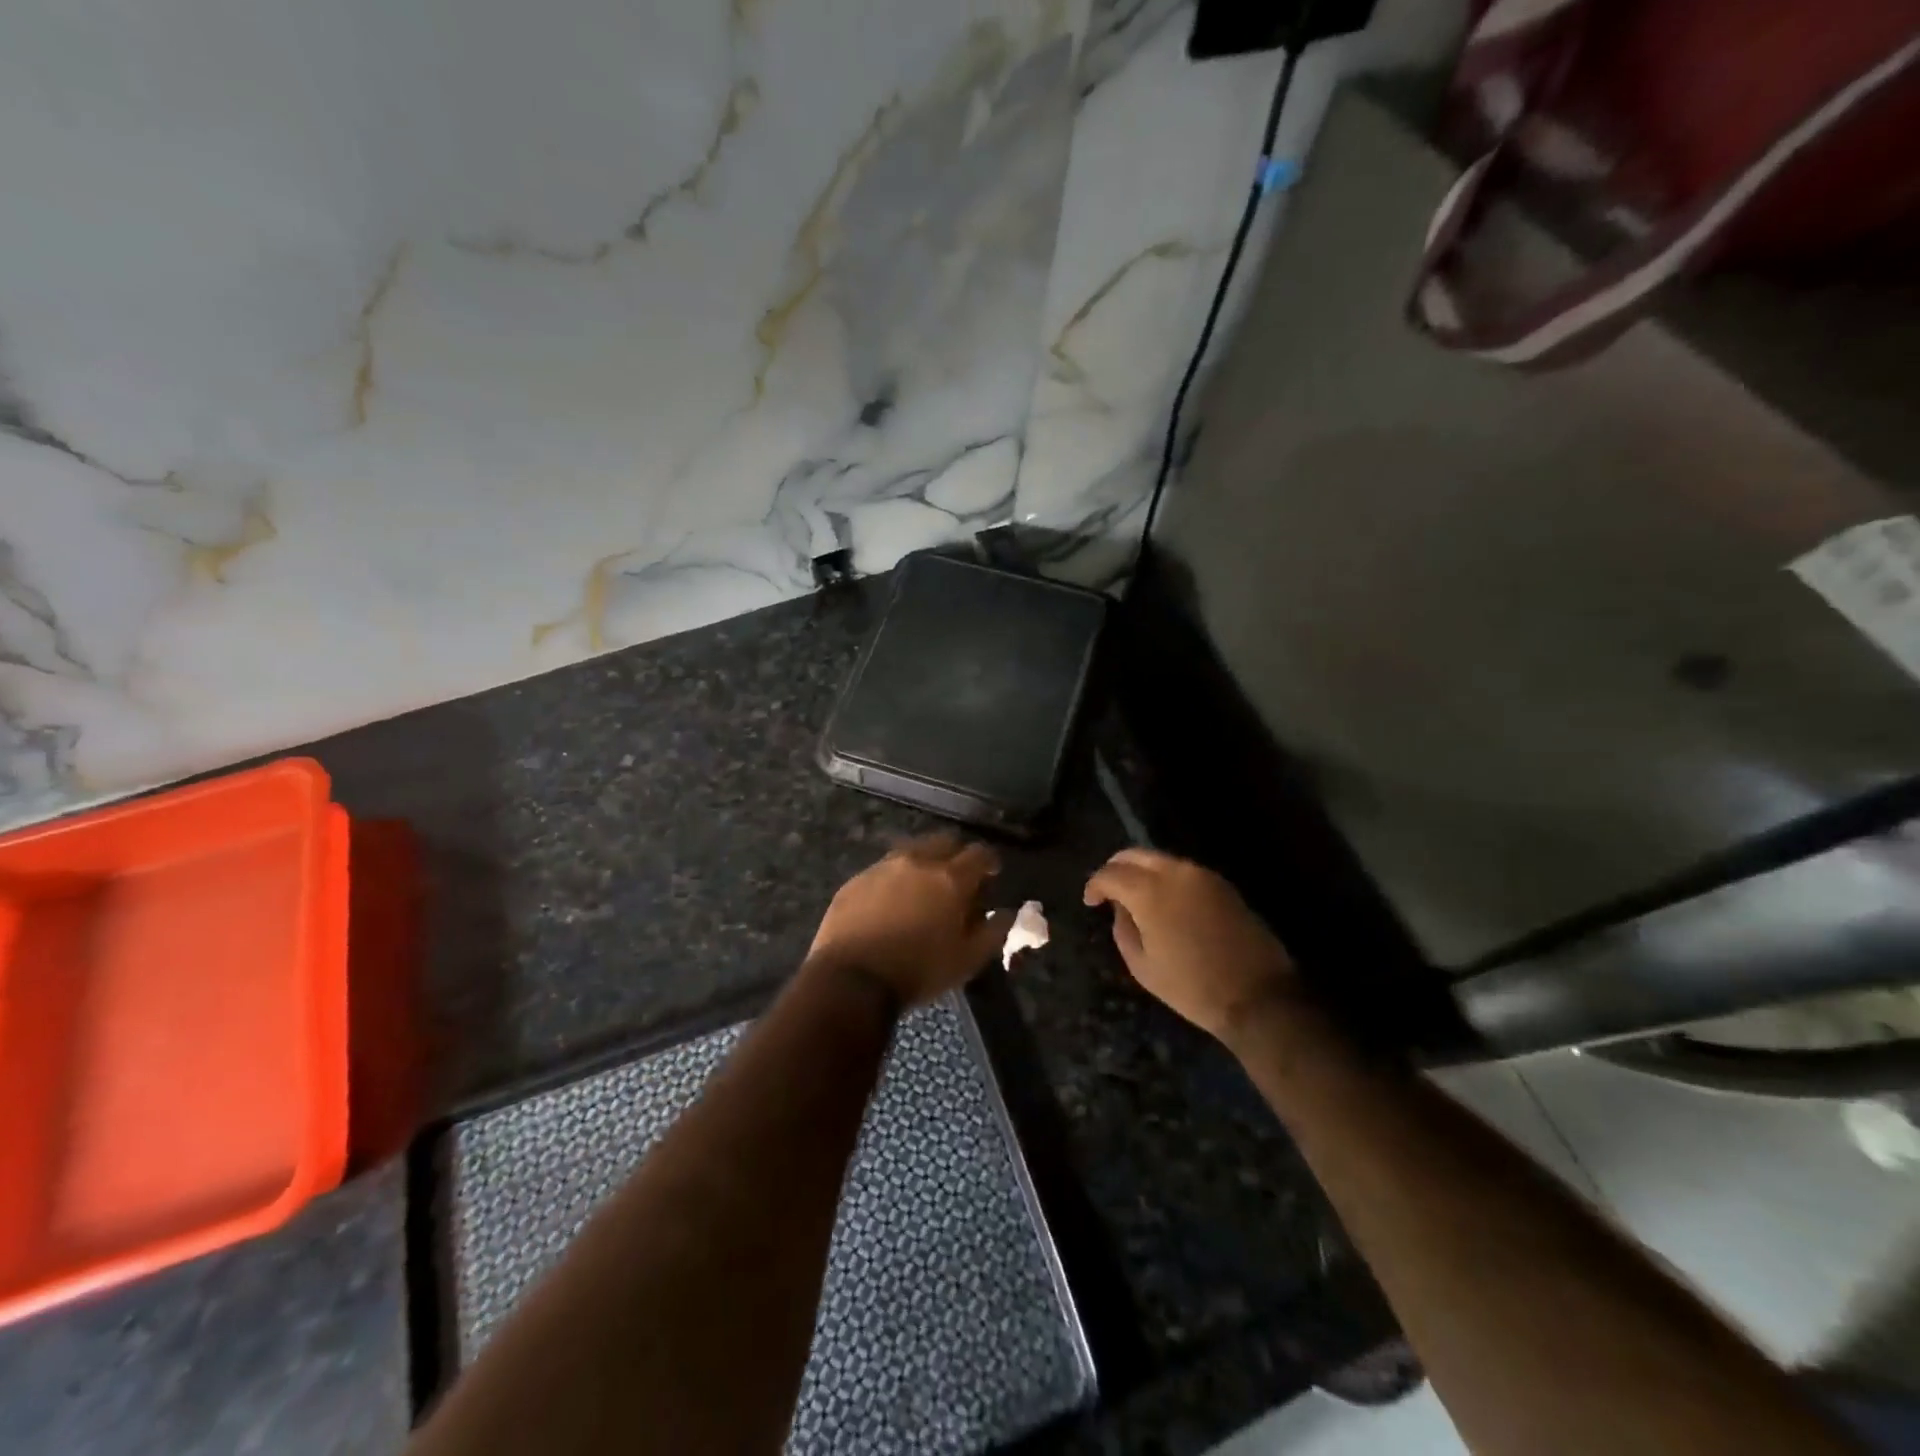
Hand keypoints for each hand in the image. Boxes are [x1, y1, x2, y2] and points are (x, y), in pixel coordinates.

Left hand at [807, 834, 1011, 1010]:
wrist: (851, 979)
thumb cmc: (918, 971)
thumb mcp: (968, 961)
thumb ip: (994, 932)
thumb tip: (1007, 912)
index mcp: (950, 878)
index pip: (980, 853)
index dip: (990, 862)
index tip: (992, 875)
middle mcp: (917, 861)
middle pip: (945, 841)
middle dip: (956, 855)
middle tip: (958, 879)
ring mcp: (883, 867)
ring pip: (912, 851)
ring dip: (924, 863)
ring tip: (924, 888)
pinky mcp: (856, 880)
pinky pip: (883, 869)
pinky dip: (895, 879)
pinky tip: (891, 901)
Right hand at [1084, 848, 1297, 1042]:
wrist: (1257, 996)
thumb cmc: (1192, 987)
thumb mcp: (1142, 966)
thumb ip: (1123, 928)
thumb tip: (1121, 907)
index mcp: (1150, 891)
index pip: (1111, 873)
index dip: (1095, 884)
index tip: (1091, 901)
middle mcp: (1175, 872)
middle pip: (1135, 854)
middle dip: (1116, 868)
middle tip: (1108, 890)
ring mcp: (1202, 875)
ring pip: (1160, 859)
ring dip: (1142, 871)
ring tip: (1135, 896)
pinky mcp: (1222, 884)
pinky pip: (1183, 871)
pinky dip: (1166, 878)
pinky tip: (1165, 901)